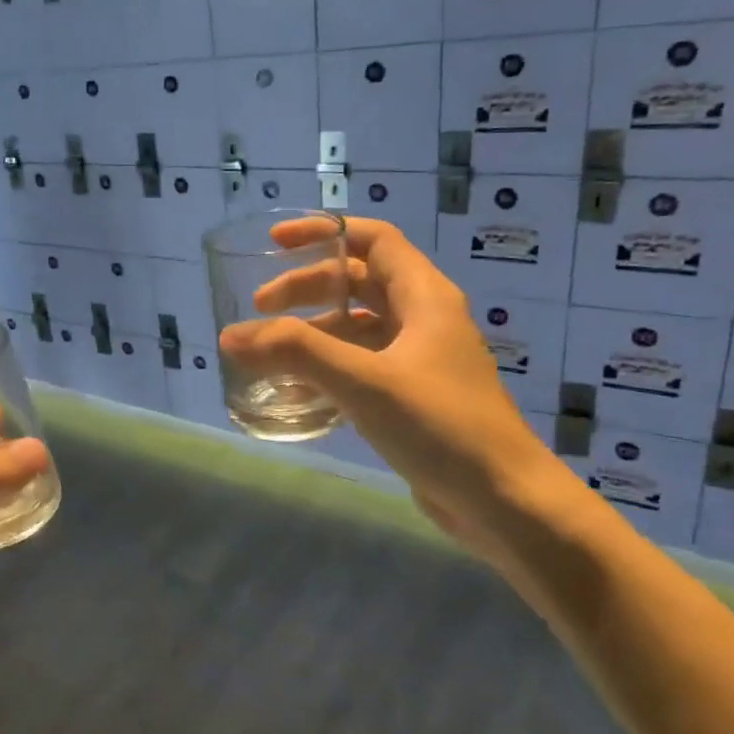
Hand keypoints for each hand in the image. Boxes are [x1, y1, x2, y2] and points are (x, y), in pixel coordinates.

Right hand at [218, 216, 567, 561]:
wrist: (502, 500)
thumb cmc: (440, 426)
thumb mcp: (364, 381)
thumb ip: (295, 353)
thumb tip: (230, 336)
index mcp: (424, 298)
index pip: (374, 240)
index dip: (324, 232)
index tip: (275, 242)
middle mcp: (424, 320)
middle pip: (358, 283)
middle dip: (307, 288)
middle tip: (260, 308)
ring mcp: (419, 360)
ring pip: (357, 328)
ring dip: (313, 332)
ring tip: (269, 352)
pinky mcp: (412, 397)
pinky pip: (360, 366)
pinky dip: (326, 368)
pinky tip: (296, 391)